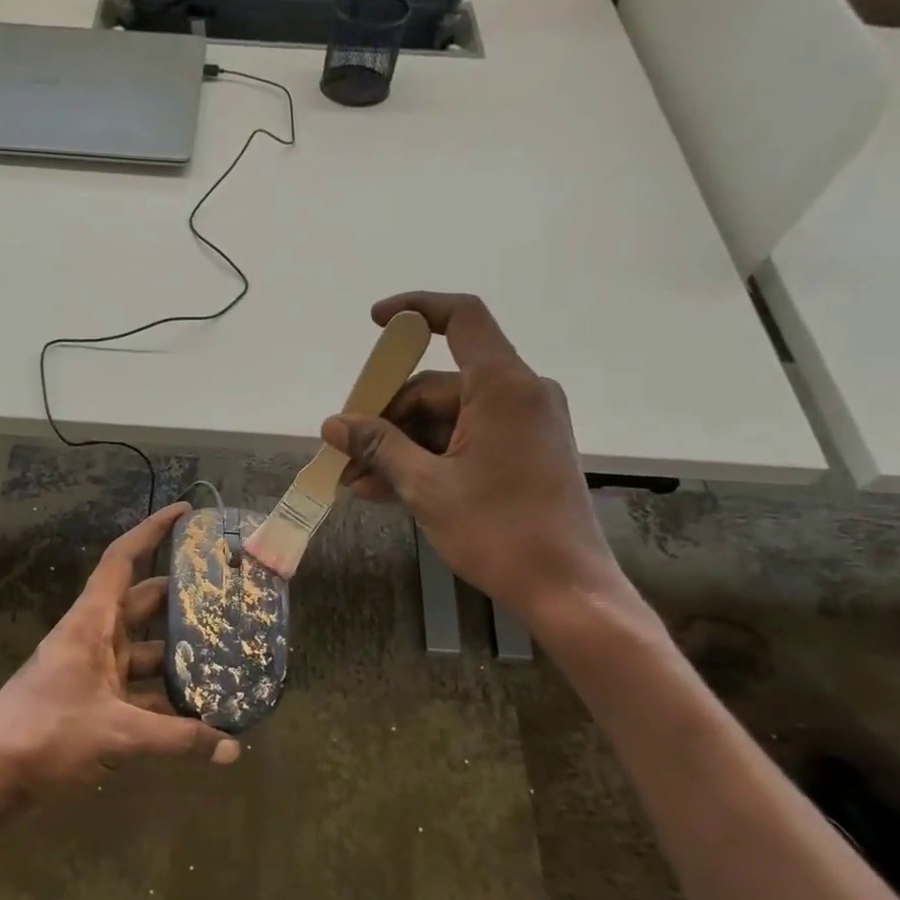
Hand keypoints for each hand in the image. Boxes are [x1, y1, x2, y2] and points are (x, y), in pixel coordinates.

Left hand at [0, 503, 239, 820]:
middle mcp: (93, 637)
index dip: (152, 531)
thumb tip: (232, 749)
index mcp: (91, 623)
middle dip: (182, 599)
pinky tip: (199, 712)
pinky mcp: (93, 702)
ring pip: (145, 651)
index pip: (122, 560)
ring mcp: (92, 671)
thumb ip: (178, 739)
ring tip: (226, 658)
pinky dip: (165, 697)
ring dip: (178, 656)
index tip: (185, 512)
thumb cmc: (47, 735)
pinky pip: (137, 688)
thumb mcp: (118, 733)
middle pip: (143, 604)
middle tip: (227, 596)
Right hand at [322, 292, 626, 629]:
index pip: (462, 319)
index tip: (374, 323)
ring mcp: (521, 427)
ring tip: (355, 481)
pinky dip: (425, 460)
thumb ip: (378, 447)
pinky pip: (462, 443)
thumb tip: (334, 424)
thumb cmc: (498, 531)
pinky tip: (382, 489)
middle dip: (386, 417)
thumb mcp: (426, 487)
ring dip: (398, 447)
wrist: (565, 589)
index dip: (415, 309)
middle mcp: (518, 396)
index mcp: (503, 388)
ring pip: (444, 420)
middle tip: (346, 450)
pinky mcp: (520, 455)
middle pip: (437, 386)